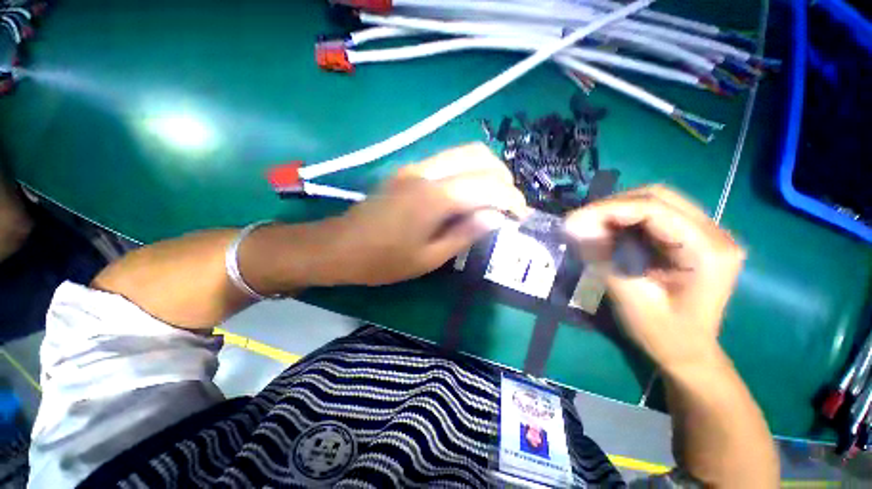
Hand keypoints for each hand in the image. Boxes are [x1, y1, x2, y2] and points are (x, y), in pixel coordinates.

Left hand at [326, 143, 529, 285]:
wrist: (339, 246)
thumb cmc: (383, 260)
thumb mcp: (429, 257)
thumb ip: (465, 233)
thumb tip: (496, 217)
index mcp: (433, 197)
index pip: (486, 185)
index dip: (510, 198)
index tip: (520, 215)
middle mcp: (426, 172)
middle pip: (478, 155)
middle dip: (503, 177)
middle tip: (508, 204)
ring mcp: (415, 166)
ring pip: (464, 152)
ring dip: (487, 170)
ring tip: (493, 197)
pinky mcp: (408, 170)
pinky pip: (448, 161)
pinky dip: (468, 171)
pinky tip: (469, 192)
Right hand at [564, 185, 745, 370]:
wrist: (691, 354)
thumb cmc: (665, 335)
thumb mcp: (630, 299)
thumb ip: (603, 259)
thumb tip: (575, 228)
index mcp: (708, 251)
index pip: (655, 209)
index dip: (609, 209)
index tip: (573, 219)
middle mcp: (715, 234)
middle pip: (657, 197)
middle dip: (612, 206)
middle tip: (580, 221)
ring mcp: (707, 234)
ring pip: (655, 202)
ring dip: (617, 210)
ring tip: (589, 225)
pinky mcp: (694, 238)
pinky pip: (656, 216)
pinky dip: (626, 219)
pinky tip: (608, 231)